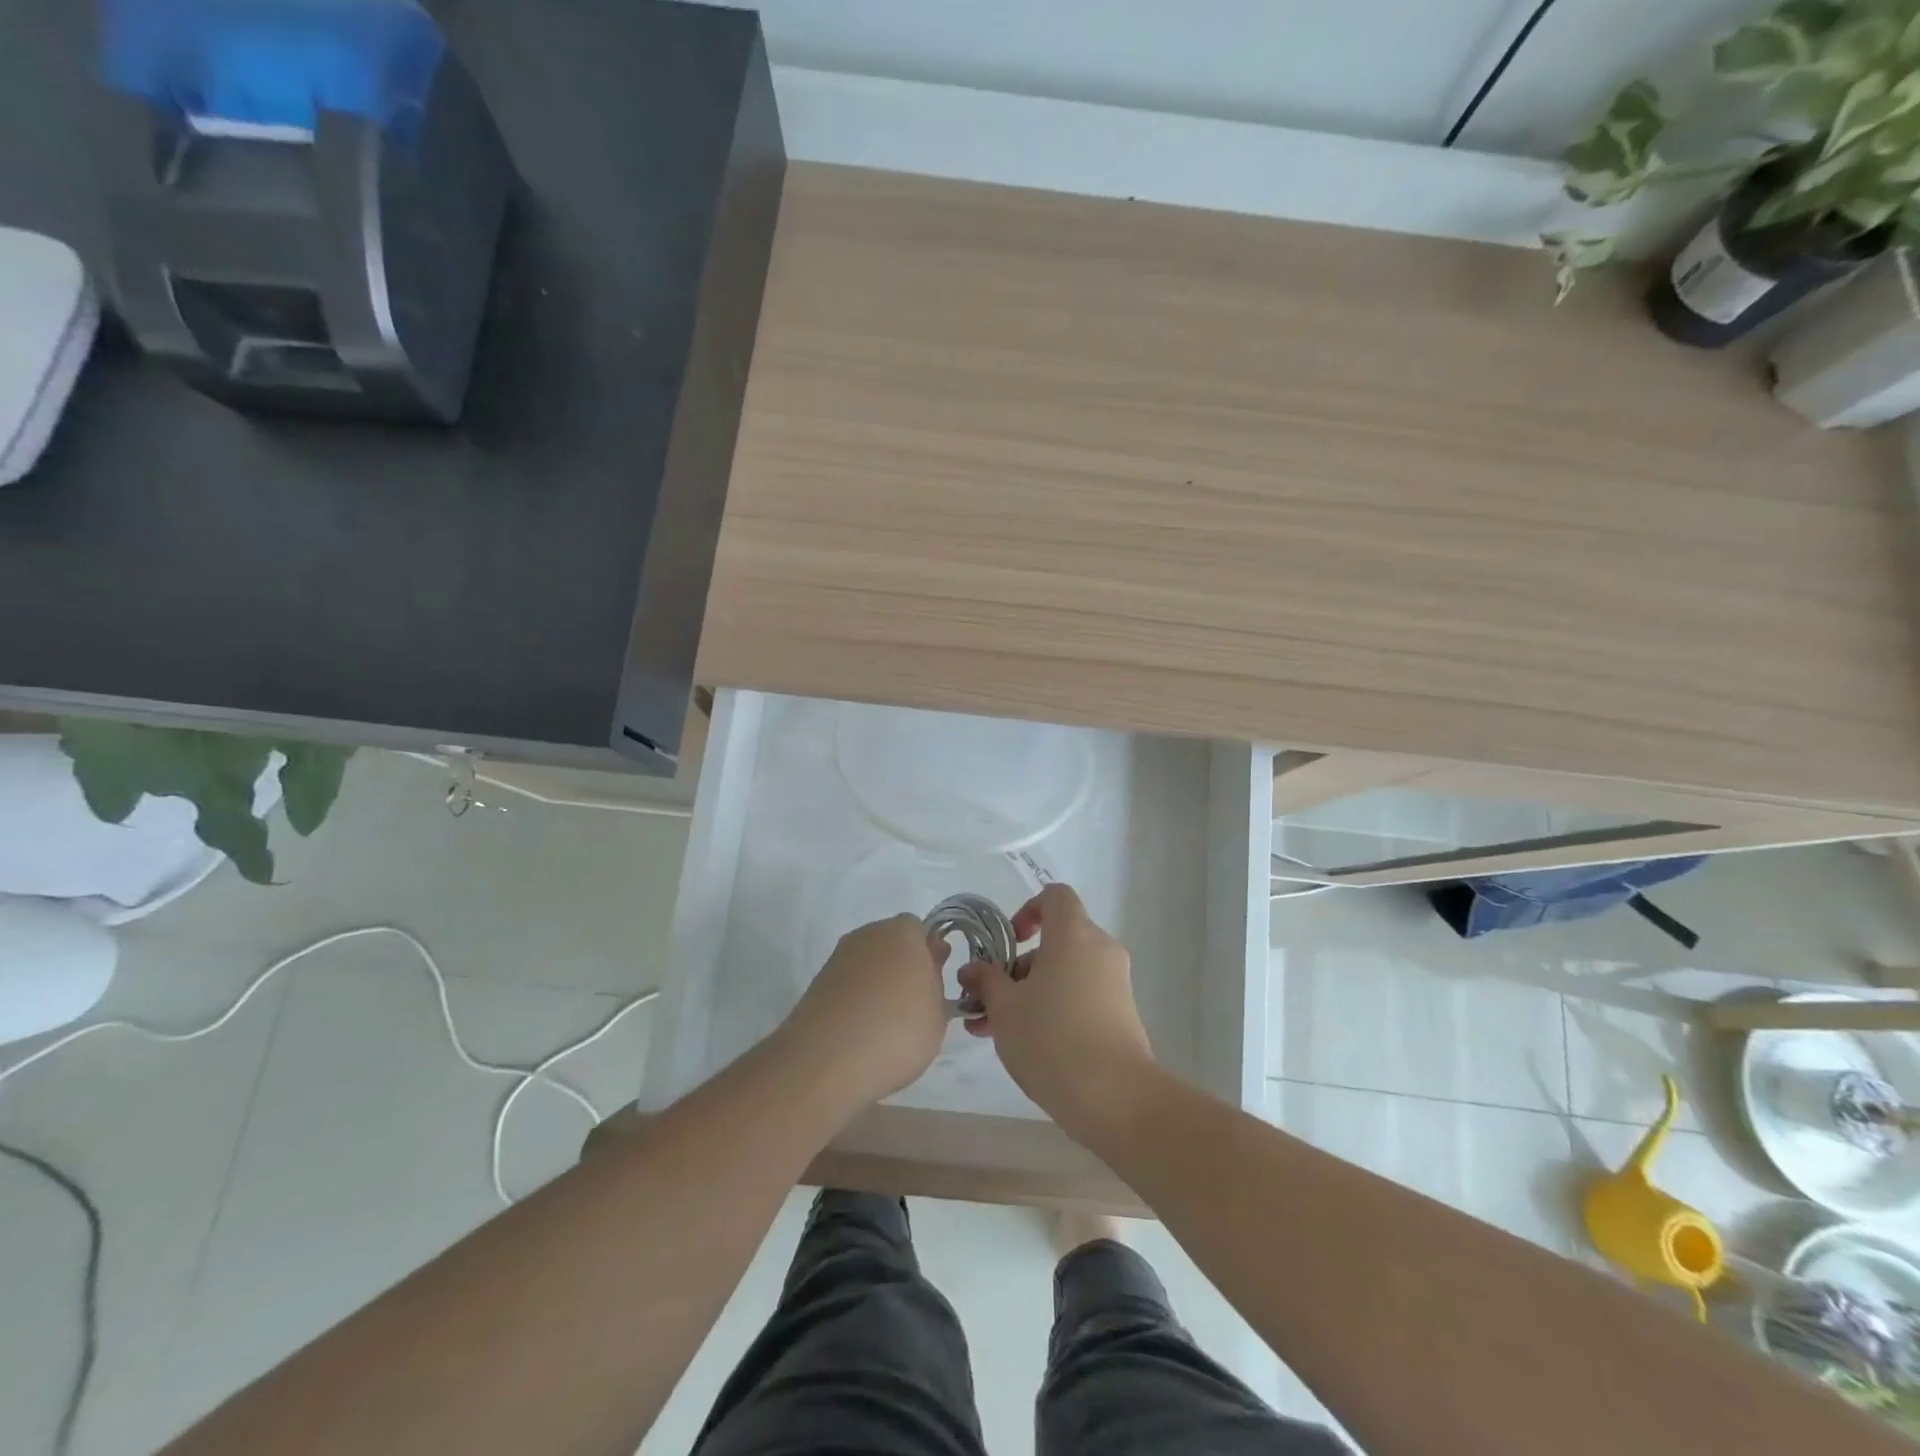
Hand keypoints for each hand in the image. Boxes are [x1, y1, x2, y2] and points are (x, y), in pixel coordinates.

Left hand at [777, 913, 948, 1116]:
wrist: (827, 1060)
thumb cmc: (897, 1032)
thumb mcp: (938, 1014)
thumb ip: (937, 981)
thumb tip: (932, 959)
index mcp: (904, 932)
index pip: (921, 932)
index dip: (928, 956)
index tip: (933, 986)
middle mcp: (869, 934)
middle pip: (892, 944)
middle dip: (903, 967)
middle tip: (913, 1006)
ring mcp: (840, 956)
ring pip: (868, 963)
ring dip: (878, 984)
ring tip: (885, 1025)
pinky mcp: (818, 981)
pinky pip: (848, 983)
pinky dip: (856, 999)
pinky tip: (861, 1031)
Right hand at [957, 884, 1156, 1141]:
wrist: (1115, 1097)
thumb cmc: (1052, 1038)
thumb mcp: (1005, 1008)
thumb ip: (986, 981)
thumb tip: (973, 969)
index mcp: (1074, 934)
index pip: (1055, 896)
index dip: (1028, 910)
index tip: (1009, 942)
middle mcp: (1100, 950)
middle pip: (1056, 941)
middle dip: (1017, 968)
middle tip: (985, 1001)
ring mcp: (1115, 984)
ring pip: (1064, 974)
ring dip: (1029, 993)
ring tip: (991, 1031)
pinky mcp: (1121, 1016)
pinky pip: (1080, 996)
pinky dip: (1053, 1008)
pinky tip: (1023, 1046)